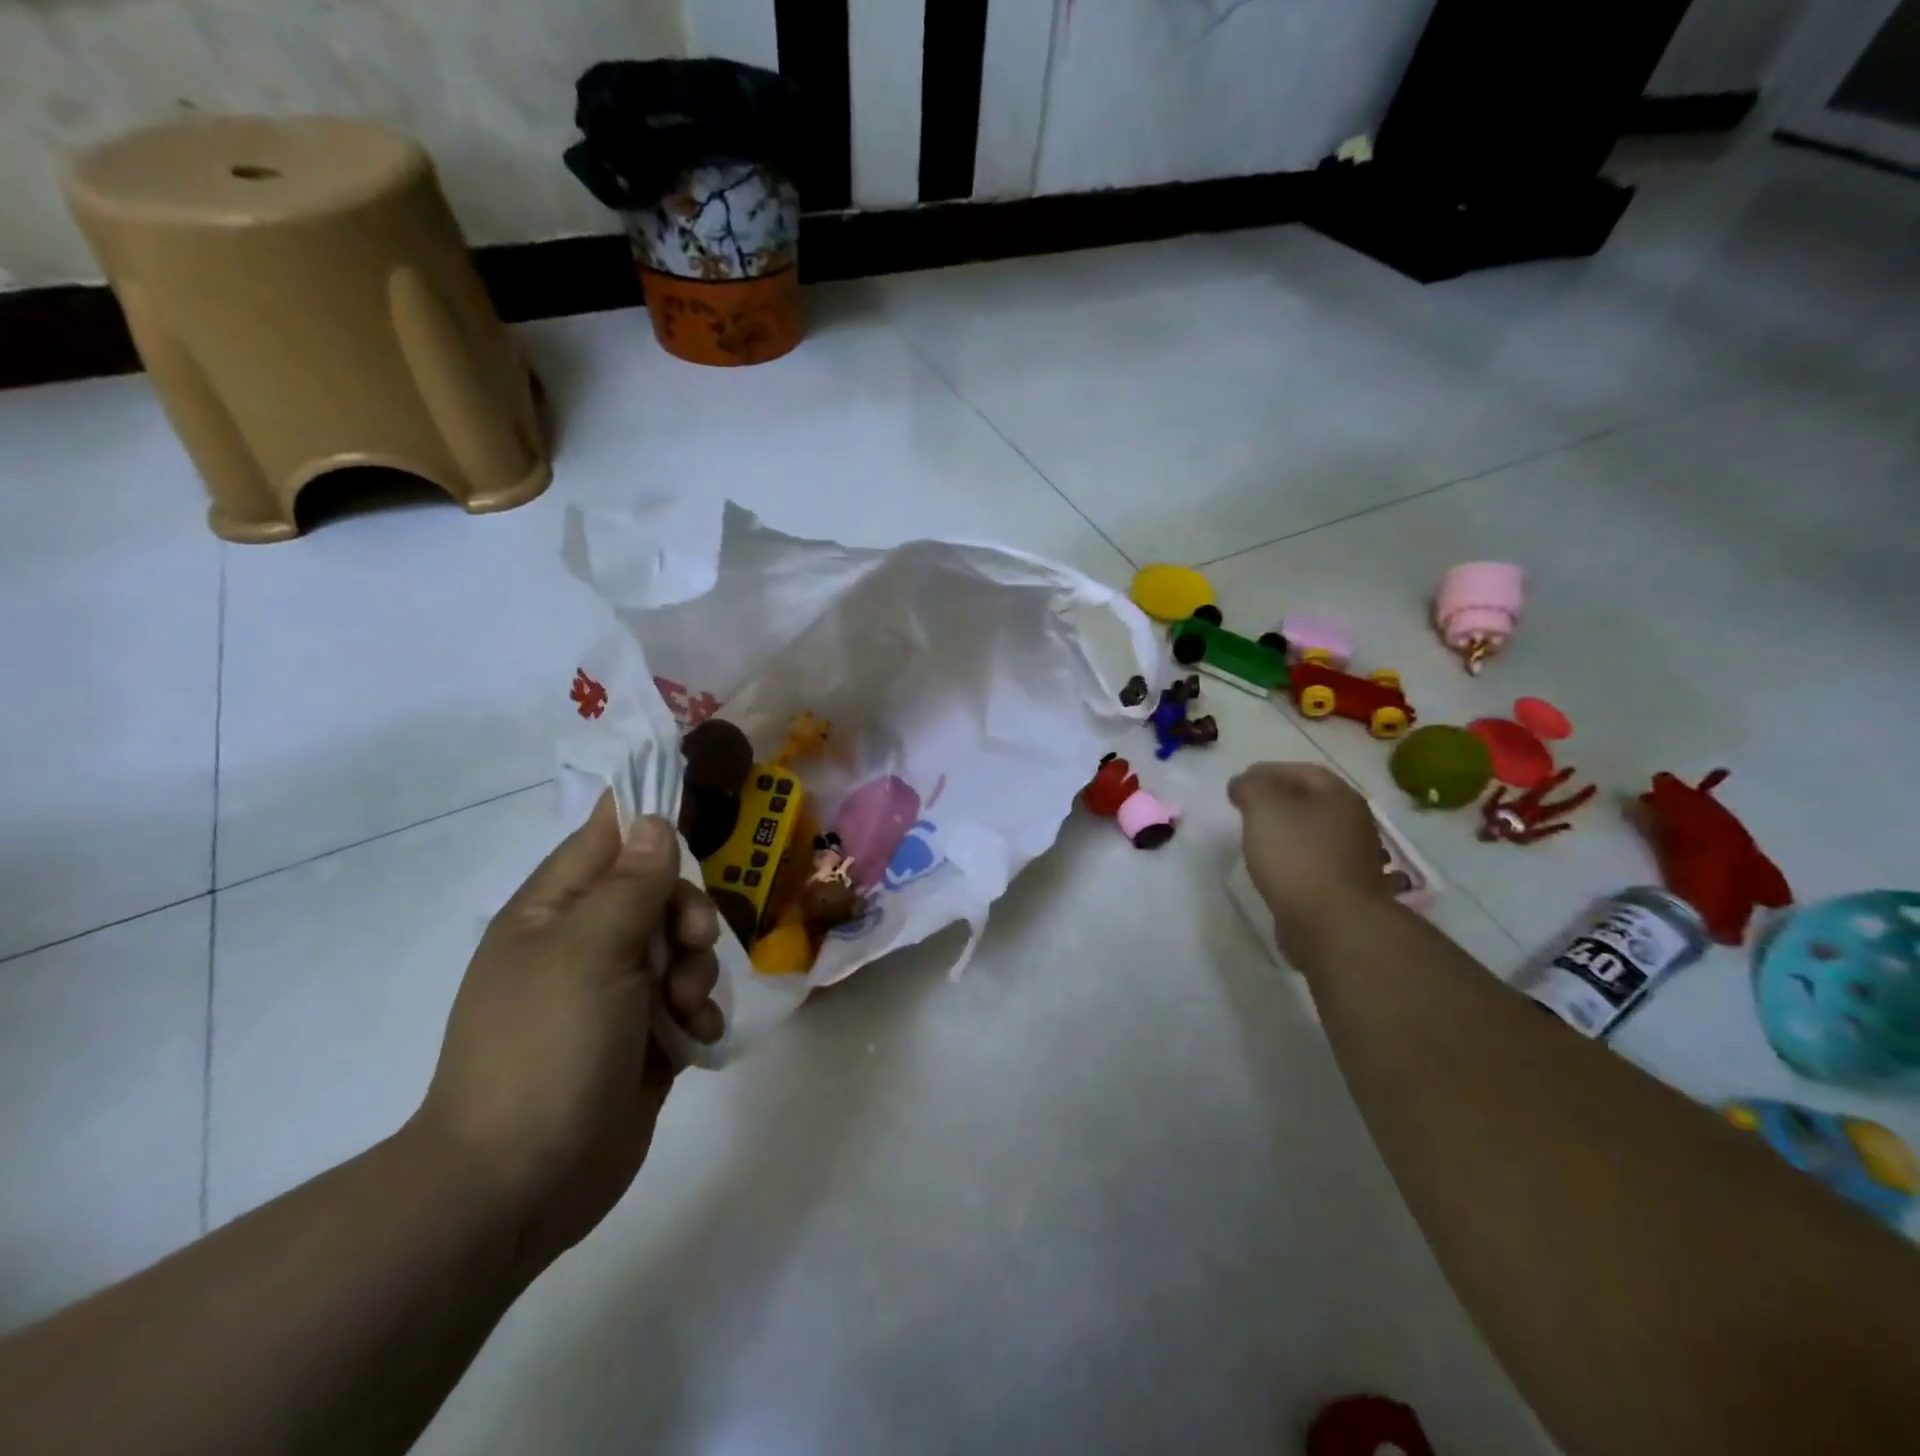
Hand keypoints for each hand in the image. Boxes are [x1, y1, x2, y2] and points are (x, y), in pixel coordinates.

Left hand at [414, 794, 724, 1267]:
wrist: (519, 1183)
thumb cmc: (546, 1046)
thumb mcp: (590, 951)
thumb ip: (632, 883)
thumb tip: (653, 821)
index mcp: (554, 911)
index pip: (607, 837)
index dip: (649, 818)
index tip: (700, 811)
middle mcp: (585, 944)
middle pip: (659, 893)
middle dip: (687, 913)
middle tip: (692, 941)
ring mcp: (615, 993)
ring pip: (683, 948)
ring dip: (698, 969)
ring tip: (683, 1006)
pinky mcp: (645, 1037)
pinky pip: (690, 1000)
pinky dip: (700, 1013)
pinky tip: (695, 1037)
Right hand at [1229, 762, 1394, 957]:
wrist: (1333, 924)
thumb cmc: (1298, 856)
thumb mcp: (1264, 807)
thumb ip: (1250, 786)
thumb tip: (1244, 784)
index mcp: (1340, 796)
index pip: (1302, 771)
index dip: (1267, 772)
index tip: (1238, 784)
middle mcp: (1354, 822)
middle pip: (1310, 801)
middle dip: (1277, 800)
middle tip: (1244, 809)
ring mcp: (1354, 858)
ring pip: (1312, 833)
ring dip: (1285, 831)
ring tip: (1255, 839)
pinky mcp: (1345, 889)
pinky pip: (1314, 862)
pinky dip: (1292, 859)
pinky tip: (1273, 869)